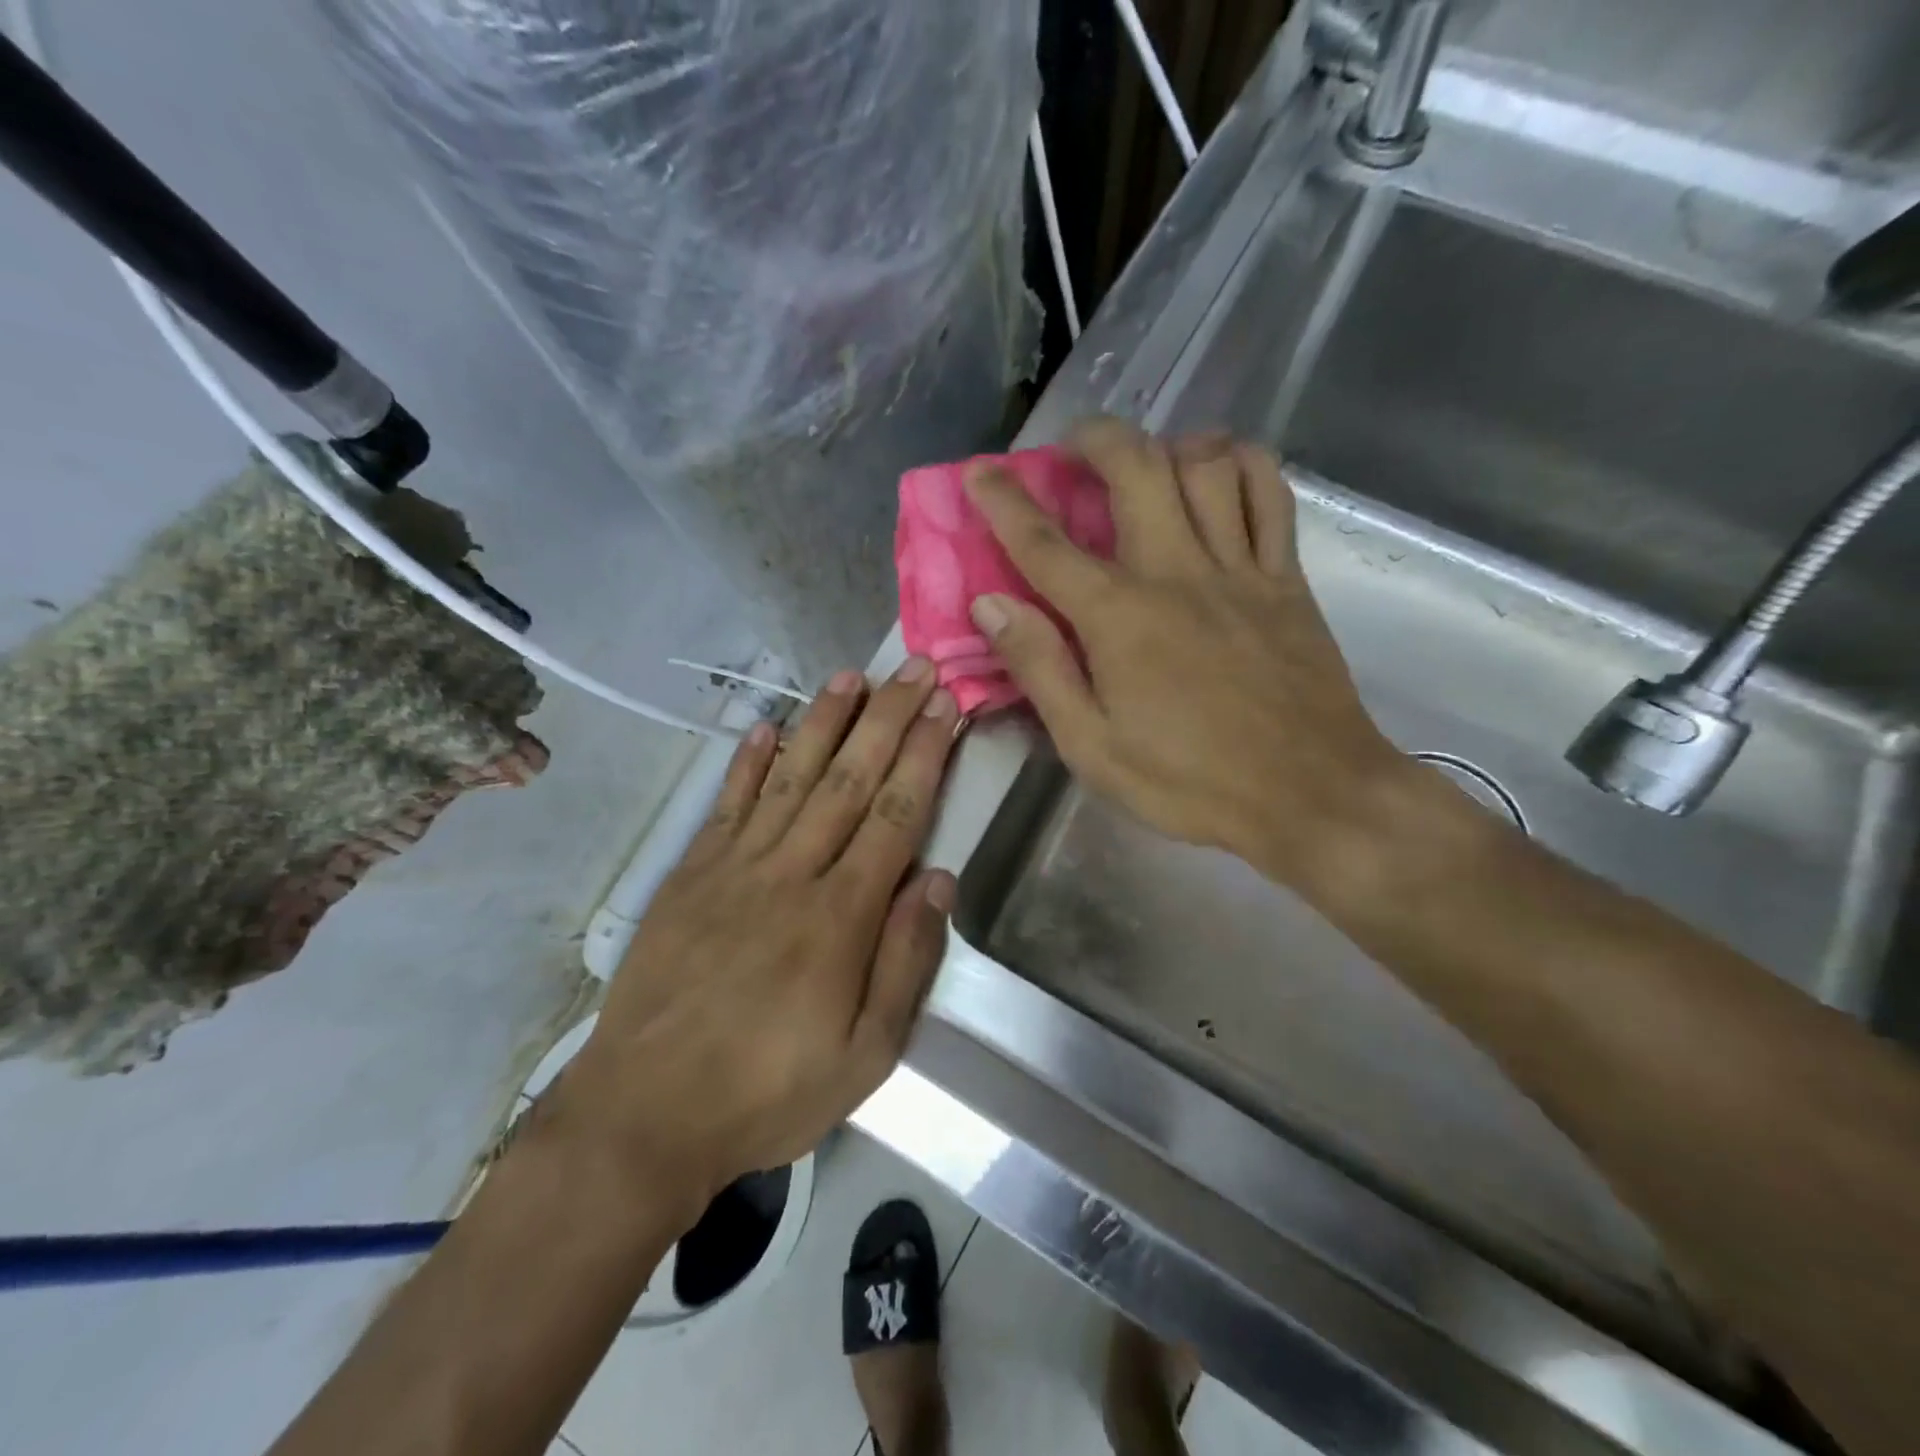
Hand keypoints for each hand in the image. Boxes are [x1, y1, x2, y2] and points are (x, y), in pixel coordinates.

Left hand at [556, 661, 959, 1208]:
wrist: (643, 1115)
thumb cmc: (767, 1093)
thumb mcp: (864, 1056)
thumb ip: (905, 963)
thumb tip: (937, 880)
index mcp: (839, 917)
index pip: (895, 815)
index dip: (924, 755)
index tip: (943, 707)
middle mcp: (790, 874)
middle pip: (849, 780)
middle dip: (887, 719)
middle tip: (914, 668)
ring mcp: (734, 868)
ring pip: (789, 777)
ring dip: (824, 722)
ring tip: (851, 676)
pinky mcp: (689, 876)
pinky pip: (726, 805)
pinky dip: (747, 762)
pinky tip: (766, 726)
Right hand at [965, 418, 1404, 891]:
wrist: (1312, 795)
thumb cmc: (1191, 782)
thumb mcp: (1093, 748)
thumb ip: (1040, 669)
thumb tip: (990, 605)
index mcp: (1120, 618)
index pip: (1046, 544)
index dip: (1004, 501)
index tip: (978, 471)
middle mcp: (1177, 572)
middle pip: (1136, 468)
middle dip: (1094, 439)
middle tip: (1071, 448)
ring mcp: (1241, 569)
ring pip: (1207, 464)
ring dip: (1167, 443)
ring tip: (1146, 459)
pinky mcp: (1287, 579)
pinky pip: (1271, 494)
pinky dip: (1242, 464)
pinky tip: (1220, 471)